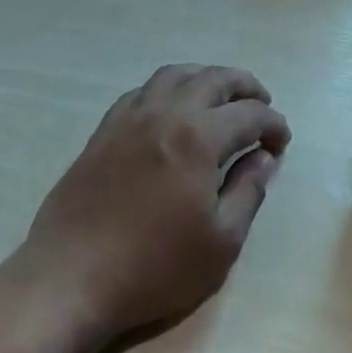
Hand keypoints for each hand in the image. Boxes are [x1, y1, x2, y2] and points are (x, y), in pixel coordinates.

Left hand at [17, 64, 290, 343]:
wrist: (70, 277)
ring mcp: (128, 119)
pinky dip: (168, 89)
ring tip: (221, 97)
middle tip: (262, 104)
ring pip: (174, 75)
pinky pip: (142, 92)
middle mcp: (164, 114)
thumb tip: (264, 157)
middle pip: (212, 79)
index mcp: (198, 138)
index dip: (273, 124)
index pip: (249, 114)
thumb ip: (248, 191)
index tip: (281, 143)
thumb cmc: (154, 267)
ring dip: (205, 77)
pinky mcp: (103, 132)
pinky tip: (172, 111)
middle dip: (245, 86)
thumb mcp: (221, 241)